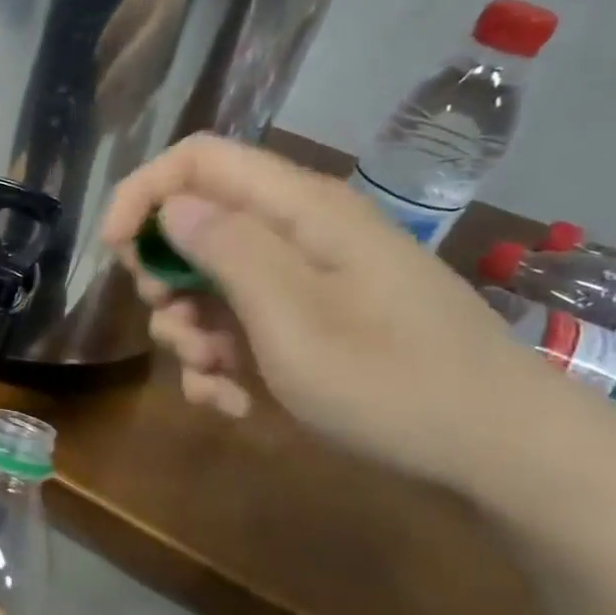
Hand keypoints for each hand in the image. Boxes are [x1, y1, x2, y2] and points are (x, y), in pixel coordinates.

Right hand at [101, 132, 561, 488]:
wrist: (499, 454)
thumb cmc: (392, 382)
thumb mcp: (293, 317)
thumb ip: (226, 251)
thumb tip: (171, 206)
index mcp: (299, 210)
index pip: (197, 160)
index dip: (143, 194)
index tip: (116, 253)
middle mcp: (298, 234)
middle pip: (195, 224)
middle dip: (165, 278)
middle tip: (173, 325)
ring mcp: (305, 282)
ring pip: (209, 284)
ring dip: (190, 333)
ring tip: (215, 378)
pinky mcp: (310, 324)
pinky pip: (240, 327)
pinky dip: (221, 363)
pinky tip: (234, 402)